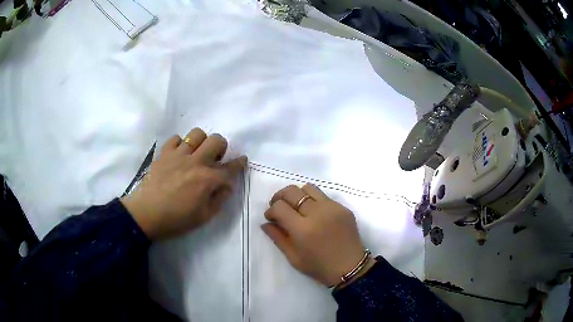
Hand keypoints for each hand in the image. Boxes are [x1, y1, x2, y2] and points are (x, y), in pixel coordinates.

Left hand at [121, 128, 246, 239]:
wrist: (147, 214)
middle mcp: (196, 162)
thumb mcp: (205, 216)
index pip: (230, 168)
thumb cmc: (177, 220)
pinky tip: (179, 155)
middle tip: (214, 159)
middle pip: (216, 140)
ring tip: (196, 153)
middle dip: (221, 147)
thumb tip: (227, 185)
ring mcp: (178, 155)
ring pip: (197, 134)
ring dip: (201, 142)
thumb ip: (219, 198)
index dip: (239, 163)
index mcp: (208, 179)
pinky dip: (180, 144)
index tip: (242, 160)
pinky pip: (176, 138)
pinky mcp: (164, 153)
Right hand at [262, 184, 373, 287]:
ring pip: (308, 188)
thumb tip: (265, 223)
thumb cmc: (319, 267)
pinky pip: (323, 196)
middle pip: (292, 191)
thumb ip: (277, 237)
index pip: (279, 207)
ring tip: (296, 207)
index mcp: (303, 229)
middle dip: (280, 197)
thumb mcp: (293, 257)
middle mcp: (317, 213)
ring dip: (297, 195)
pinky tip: (314, 213)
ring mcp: (332, 208)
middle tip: (279, 207)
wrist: (350, 267)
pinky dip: (313, 201)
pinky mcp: (343, 207)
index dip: (271, 210)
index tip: (270, 217)